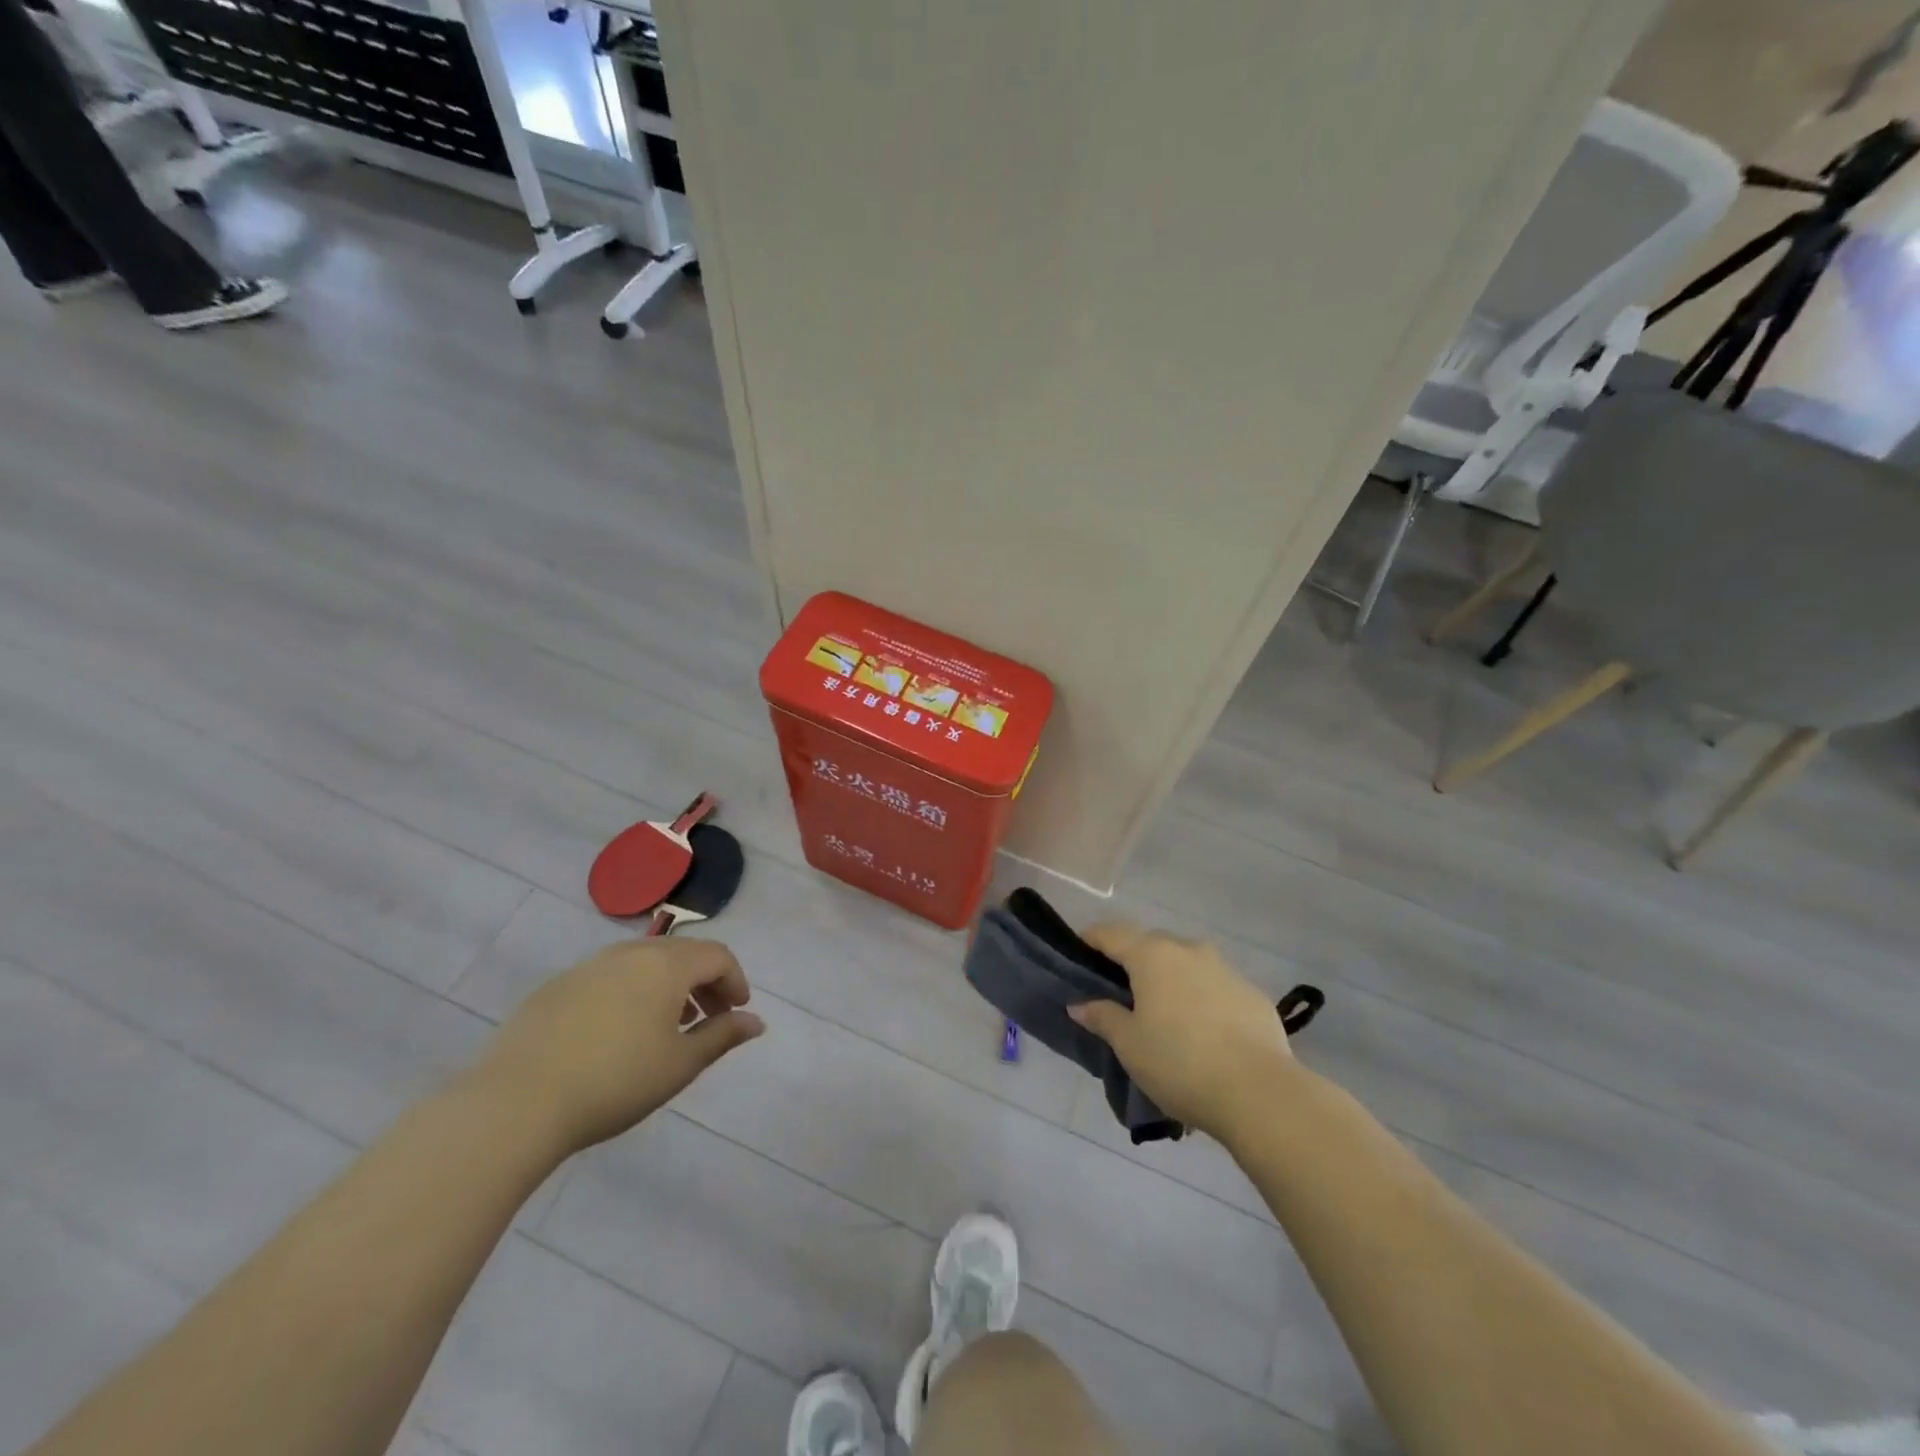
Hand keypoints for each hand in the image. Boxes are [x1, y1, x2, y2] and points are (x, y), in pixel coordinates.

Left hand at [468, 939, 764, 1155]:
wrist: (516, 1103)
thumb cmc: (615, 1081)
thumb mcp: (680, 1064)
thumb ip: (722, 1036)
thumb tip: (756, 1022)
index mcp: (666, 964)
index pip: (717, 956)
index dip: (735, 981)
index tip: (737, 1012)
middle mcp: (629, 952)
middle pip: (681, 954)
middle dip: (703, 982)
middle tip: (707, 1019)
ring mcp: (588, 967)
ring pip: (642, 963)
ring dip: (666, 987)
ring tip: (665, 1028)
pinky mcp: (555, 988)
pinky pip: (607, 979)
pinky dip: (629, 994)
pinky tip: (616, 1035)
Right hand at [1068, 923, 1296, 1140]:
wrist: (1260, 1093)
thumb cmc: (1180, 1063)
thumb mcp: (1129, 1045)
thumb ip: (1103, 1017)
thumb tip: (1080, 1004)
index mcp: (1152, 955)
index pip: (1111, 934)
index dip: (1091, 940)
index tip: (1079, 954)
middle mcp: (1189, 950)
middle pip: (1151, 945)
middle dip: (1133, 962)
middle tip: (1121, 994)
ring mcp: (1225, 969)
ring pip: (1187, 964)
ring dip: (1171, 980)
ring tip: (1165, 1017)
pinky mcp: (1253, 994)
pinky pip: (1215, 987)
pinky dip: (1201, 999)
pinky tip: (1203, 1033)